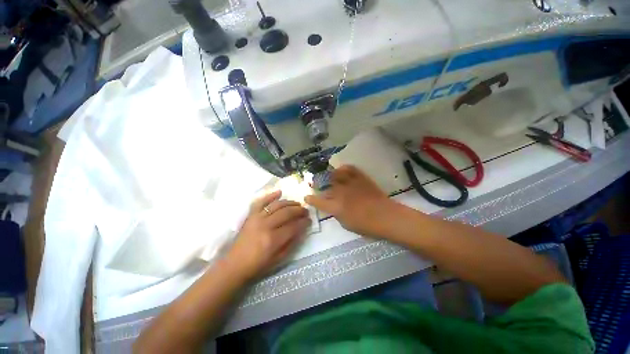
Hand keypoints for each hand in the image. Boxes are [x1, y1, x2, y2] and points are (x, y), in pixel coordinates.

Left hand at [227, 190, 310, 280]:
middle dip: (299, 210)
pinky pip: (261, 202)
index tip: (309, 220)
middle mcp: (266, 226)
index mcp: (273, 240)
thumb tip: (302, 229)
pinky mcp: (251, 215)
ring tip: (297, 204)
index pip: (294, 226)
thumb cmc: (258, 265)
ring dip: (290, 203)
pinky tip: (280, 192)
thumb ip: (292, 243)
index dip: (304, 222)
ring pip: (277, 205)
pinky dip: (270, 195)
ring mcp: (257, 218)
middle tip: (306, 211)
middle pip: (287, 213)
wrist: (235, 264)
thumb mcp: (279, 259)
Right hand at [305, 165, 397, 237]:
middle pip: (326, 187)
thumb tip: (333, 206)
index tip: (306, 197)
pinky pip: (349, 168)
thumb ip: (337, 213)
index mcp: (336, 207)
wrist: (386, 216)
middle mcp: (340, 193)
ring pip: (335, 175)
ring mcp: (350, 184)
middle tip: (320, 187)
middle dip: (320, 187)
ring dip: (331, 176)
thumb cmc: (366, 225)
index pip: (318, 202)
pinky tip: (342, 170)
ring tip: (331, 177)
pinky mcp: (360, 178)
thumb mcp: (346, 224)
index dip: (311, 199)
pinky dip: (344, 168)